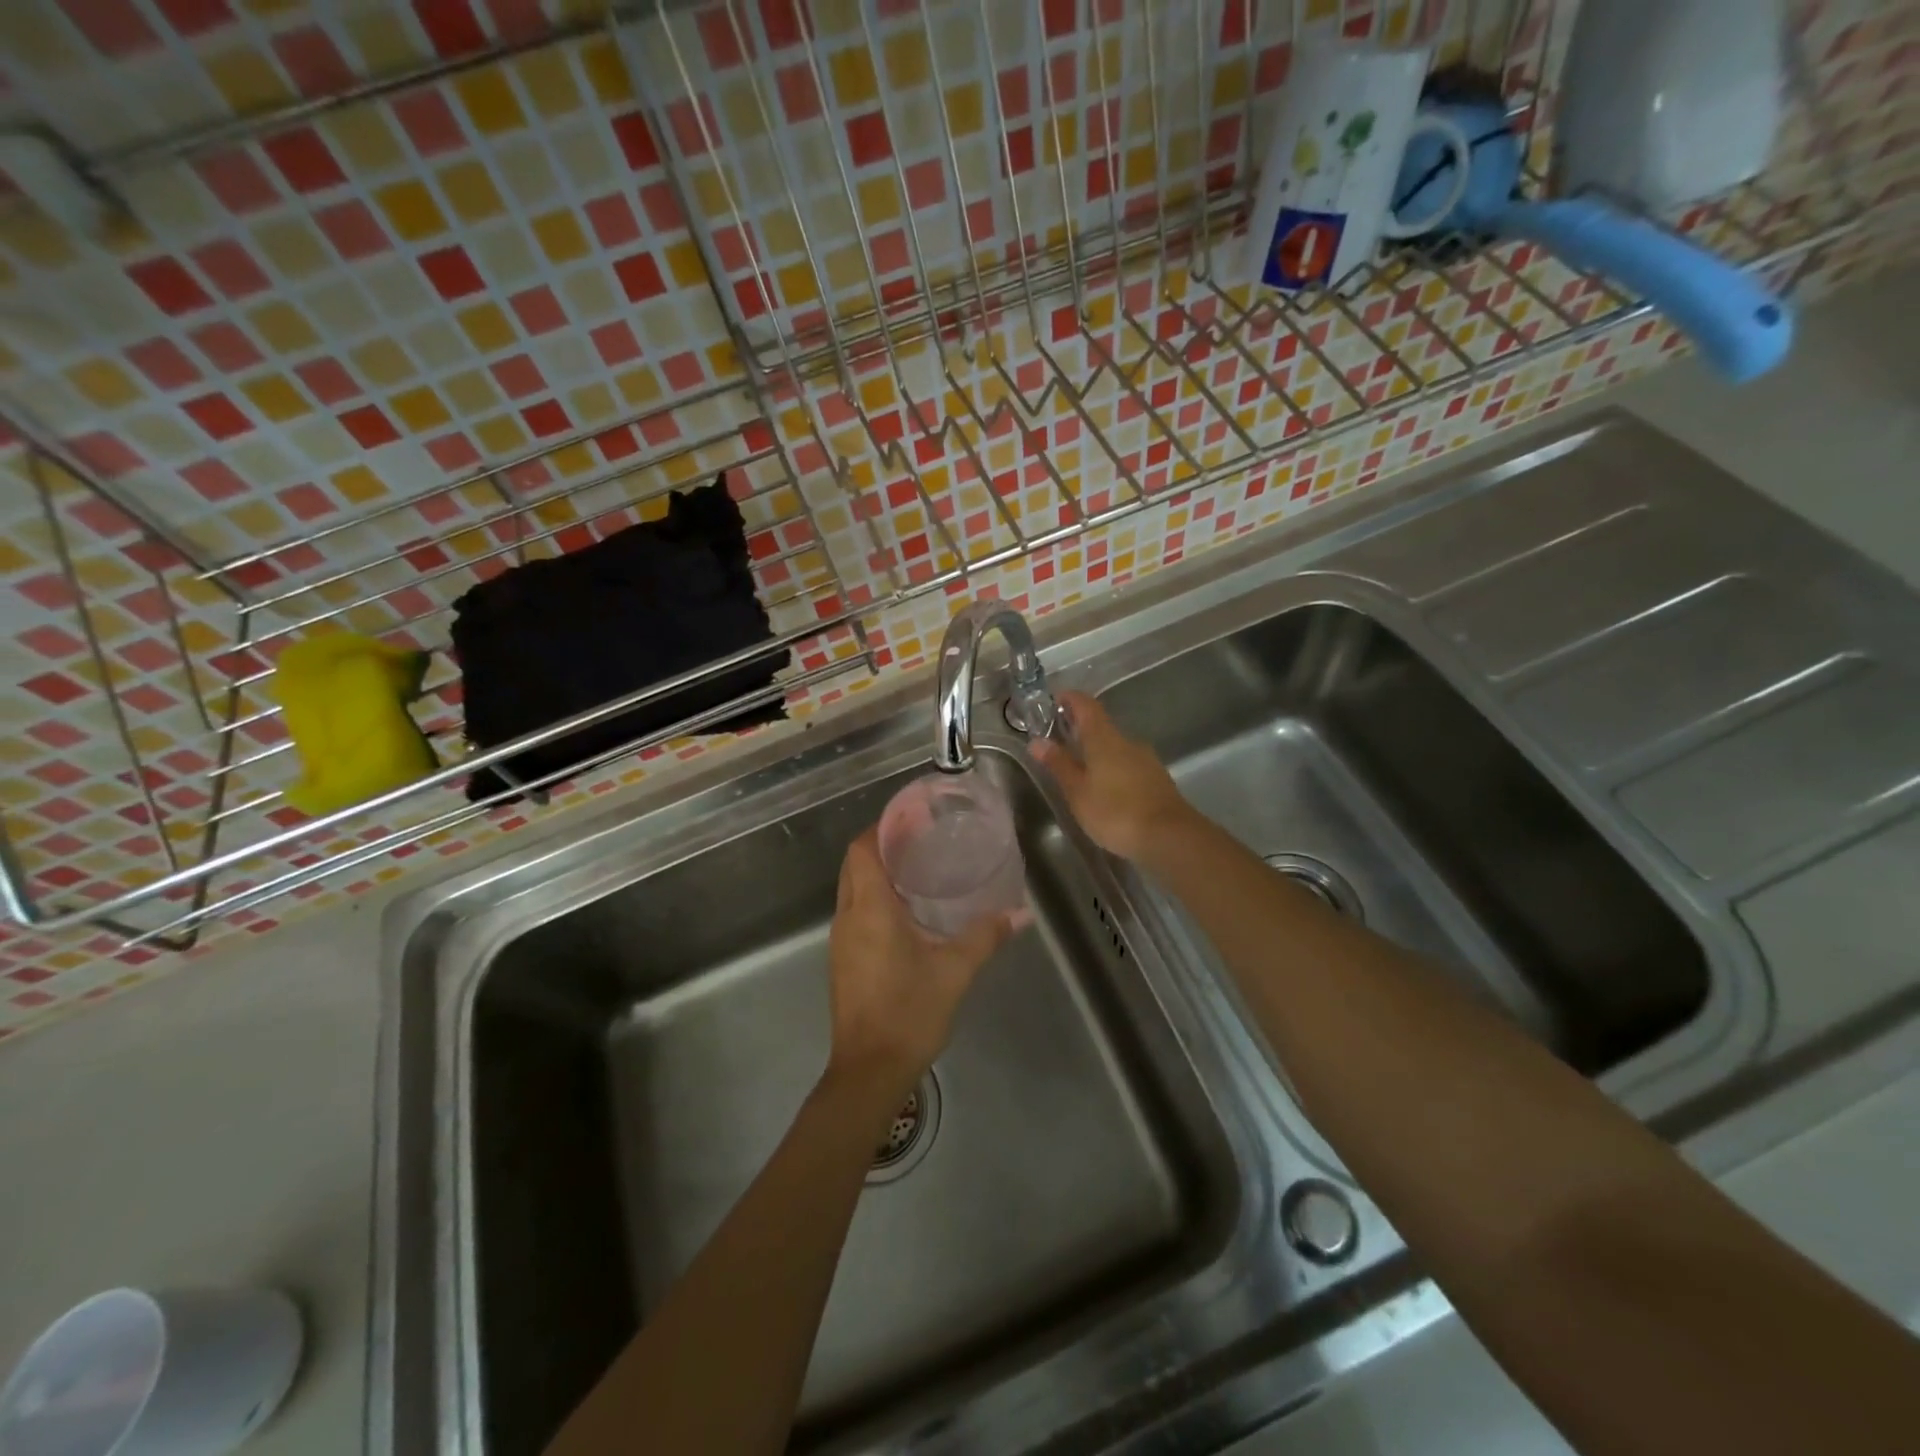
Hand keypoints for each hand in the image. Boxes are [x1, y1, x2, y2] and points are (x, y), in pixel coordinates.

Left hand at [825, 828, 1012, 1091]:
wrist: (869, 1070)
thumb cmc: (909, 1012)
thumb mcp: (955, 971)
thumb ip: (986, 936)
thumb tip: (1020, 913)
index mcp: (870, 909)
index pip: (862, 850)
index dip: (881, 827)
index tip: (910, 818)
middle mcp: (848, 917)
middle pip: (854, 865)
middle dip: (881, 846)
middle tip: (920, 839)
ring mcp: (841, 940)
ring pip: (852, 889)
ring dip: (877, 873)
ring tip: (917, 868)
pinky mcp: (843, 960)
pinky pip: (854, 913)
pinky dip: (874, 899)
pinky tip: (906, 911)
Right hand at [1030, 690, 1193, 862]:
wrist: (1169, 836)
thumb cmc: (1115, 812)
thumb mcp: (1078, 792)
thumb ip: (1059, 765)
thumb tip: (1037, 741)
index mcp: (1104, 739)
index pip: (1086, 705)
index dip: (1070, 698)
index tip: (1054, 701)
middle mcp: (1127, 741)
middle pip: (1101, 726)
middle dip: (1080, 730)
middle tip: (1059, 742)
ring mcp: (1146, 759)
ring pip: (1115, 747)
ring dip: (1097, 752)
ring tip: (1080, 770)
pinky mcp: (1156, 778)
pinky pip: (1128, 764)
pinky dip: (1113, 768)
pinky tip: (1106, 789)